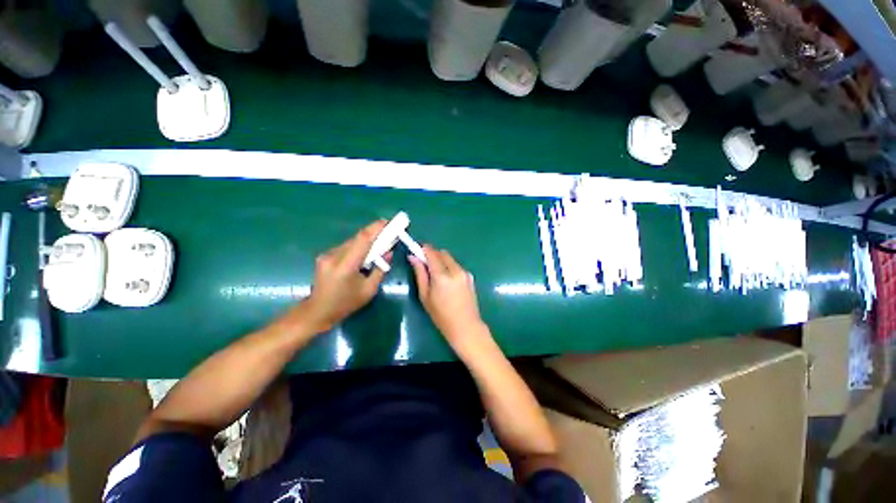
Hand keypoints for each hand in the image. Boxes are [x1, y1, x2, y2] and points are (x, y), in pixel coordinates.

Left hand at [301, 220, 389, 331]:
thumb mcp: (369, 290)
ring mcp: (327, 255)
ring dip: (366, 240)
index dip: (376, 228)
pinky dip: (358, 246)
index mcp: (345, 266)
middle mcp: (334, 256)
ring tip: (380, 242)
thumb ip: (380, 270)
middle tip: (389, 231)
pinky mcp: (325, 256)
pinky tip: (365, 252)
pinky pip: (346, 247)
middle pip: (357, 239)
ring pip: (351, 242)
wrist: (318, 311)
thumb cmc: (346, 303)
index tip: (388, 222)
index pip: (362, 240)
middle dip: (374, 233)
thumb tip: (388, 253)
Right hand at [409, 246, 486, 346]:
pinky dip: (449, 267)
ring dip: (441, 261)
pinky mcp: (470, 276)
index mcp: (442, 276)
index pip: (432, 253)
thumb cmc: (441, 316)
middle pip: (442, 253)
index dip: (423, 249)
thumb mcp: (425, 296)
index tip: (416, 250)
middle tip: (425, 264)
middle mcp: (456, 270)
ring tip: (436, 275)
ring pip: (450, 259)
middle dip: (433, 254)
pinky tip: (446, 281)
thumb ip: (420, 274)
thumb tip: (413, 257)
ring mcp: (465, 272)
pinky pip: (456, 266)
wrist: (466, 326)